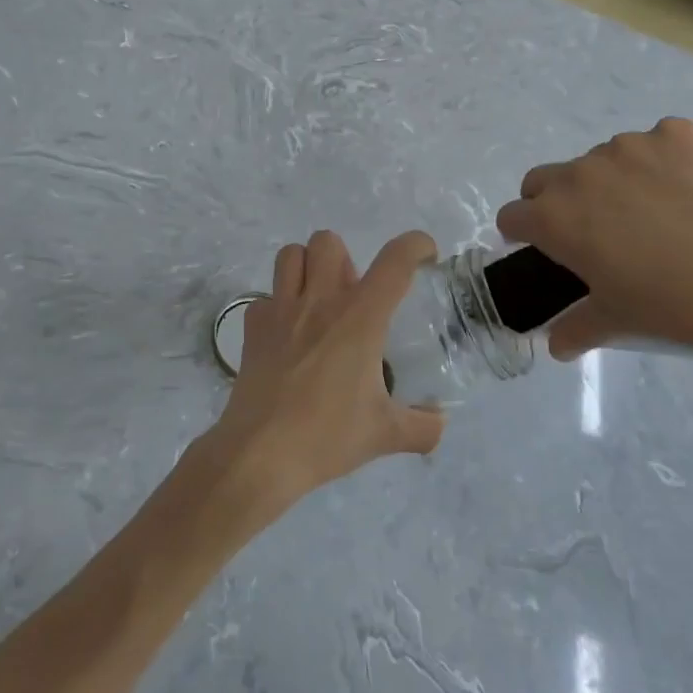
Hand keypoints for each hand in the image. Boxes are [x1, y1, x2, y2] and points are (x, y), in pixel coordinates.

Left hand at [199, 230, 445, 521]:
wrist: (261, 452)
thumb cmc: (328, 436)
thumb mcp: (385, 434)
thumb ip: (422, 427)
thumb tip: (439, 423)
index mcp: (360, 318)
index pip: (395, 261)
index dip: (415, 245)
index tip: (424, 255)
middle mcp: (320, 301)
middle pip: (328, 241)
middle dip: (345, 258)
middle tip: (352, 295)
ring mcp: (280, 309)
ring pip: (290, 254)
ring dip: (307, 267)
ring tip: (317, 300)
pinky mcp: (252, 325)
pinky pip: (265, 296)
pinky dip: (278, 305)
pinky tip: (286, 335)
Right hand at [495, 118, 692, 362]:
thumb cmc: (672, 304)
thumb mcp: (616, 320)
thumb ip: (576, 328)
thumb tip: (556, 347)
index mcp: (553, 217)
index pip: (512, 216)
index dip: (522, 234)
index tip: (542, 248)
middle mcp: (580, 173)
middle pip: (544, 179)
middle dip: (555, 201)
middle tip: (593, 230)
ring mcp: (629, 147)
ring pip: (602, 159)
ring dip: (611, 181)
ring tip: (655, 212)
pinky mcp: (677, 133)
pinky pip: (656, 143)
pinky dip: (663, 162)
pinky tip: (692, 192)